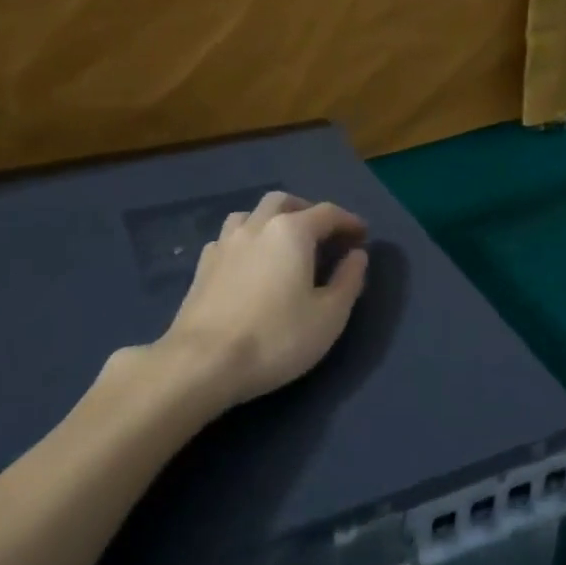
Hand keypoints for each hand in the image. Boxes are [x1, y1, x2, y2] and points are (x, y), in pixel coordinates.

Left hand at [155, 191, 369, 409]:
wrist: (203, 362)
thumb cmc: (276, 338)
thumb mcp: (329, 316)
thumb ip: (348, 280)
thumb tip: (357, 255)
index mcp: (291, 232)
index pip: (327, 213)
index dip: (349, 221)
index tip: (362, 236)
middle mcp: (256, 226)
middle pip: (284, 202)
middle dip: (308, 211)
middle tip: (324, 235)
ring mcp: (224, 244)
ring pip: (251, 215)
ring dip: (273, 220)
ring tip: (285, 244)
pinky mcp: (202, 266)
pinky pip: (229, 238)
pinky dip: (248, 241)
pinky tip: (251, 263)